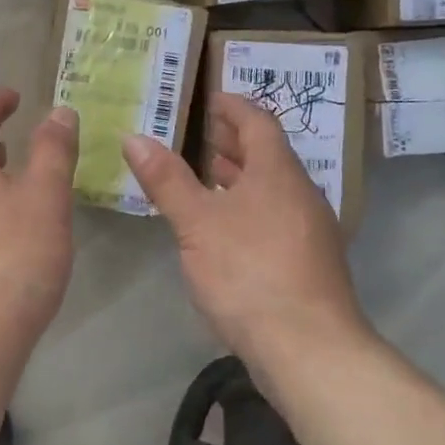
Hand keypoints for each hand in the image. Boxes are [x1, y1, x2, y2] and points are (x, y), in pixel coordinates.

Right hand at [124, 92, 371, 377]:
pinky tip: (225, 226)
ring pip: (272, 188)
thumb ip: (166, 179)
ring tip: (207, 173)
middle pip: (268, 154)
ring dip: (241, 175)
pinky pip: (275, 215)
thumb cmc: (248, 271)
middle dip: (234, 141)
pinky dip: (248, 205)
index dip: (234, 106)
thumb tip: (134, 137)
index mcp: (277, 173)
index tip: (211, 97)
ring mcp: (309, 230)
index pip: (259, 122)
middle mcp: (300, 194)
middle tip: (202, 132)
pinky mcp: (308, 262)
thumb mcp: (196, 222)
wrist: (308, 348)